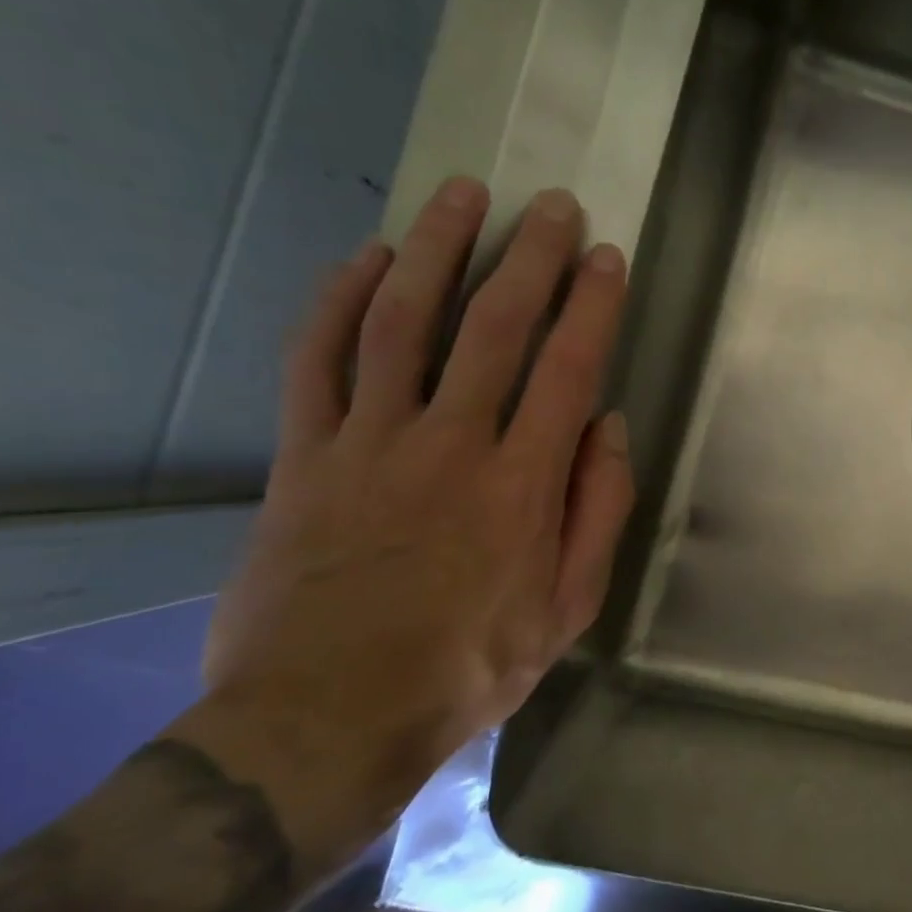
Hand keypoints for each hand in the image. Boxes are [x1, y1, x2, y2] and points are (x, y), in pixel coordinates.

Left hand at [196, 178, 634, 817]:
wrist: (328, 716)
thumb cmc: (471, 664)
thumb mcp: (569, 605)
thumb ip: (599, 510)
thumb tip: (609, 428)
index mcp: (523, 484)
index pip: (569, 369)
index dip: (591, 305)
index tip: (605, 257)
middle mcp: (450, 444)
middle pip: (493, 327)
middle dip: (528, 257)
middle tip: (551, 204)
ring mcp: (369, 443)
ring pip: (402, 323)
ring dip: (436, 251)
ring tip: (462, 195)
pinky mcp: (303, 456)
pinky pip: (318, 361)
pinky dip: (340, 302)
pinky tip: (366, 260)